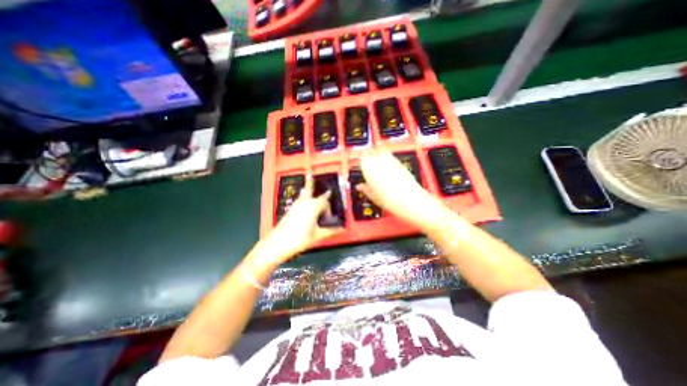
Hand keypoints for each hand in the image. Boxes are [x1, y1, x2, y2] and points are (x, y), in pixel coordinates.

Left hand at [257, 175, 343, 263]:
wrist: (278, 243)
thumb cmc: (300, 238)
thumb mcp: (318, 235)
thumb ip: (331, 231)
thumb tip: (342, 229)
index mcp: (313, 207)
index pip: (324, 200)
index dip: (329, 207)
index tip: (329, 216)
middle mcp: (304, 202)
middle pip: (309, 189)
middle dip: (311, 182)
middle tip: (310, 174)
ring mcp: (296, 205)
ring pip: (302, 194)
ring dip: (306, 189)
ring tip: (306, 185)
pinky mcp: (290, 210)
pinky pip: (299, 200)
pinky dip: (302, 197)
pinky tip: (303, 202)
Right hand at [357, 151, 447, 229]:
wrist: (408, 199)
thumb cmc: (389, 198)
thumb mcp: (372, 195)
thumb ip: (365, 188)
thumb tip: (360, 186)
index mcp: (368, 167)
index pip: (362, 157)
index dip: (361, 161)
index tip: (360, 165)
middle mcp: (380, 160)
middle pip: (372, 152)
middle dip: (369, 156)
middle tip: (368, 165)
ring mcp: (391, 160)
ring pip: (382, 153)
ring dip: (379, 157)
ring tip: (378, 168)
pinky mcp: (400, 163)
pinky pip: (391, 158)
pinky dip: (388, 161)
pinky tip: (389, 171)